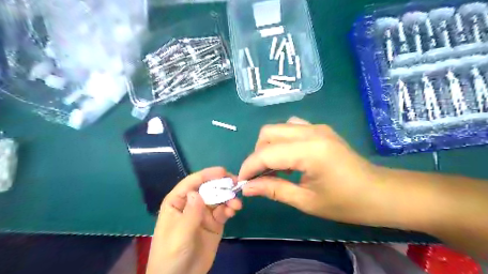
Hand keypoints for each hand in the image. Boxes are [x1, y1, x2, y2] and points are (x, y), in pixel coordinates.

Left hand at [145, 167, 242, 273]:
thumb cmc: (171, 255)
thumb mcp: (179, 235)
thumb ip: (190, 213)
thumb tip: (197, 192)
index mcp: (177, 202)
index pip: (191, 183)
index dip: (206, 175)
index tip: (222, 171)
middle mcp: (191, 204)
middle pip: (208, 188)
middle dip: (221, 185)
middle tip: (236, 184)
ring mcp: (204, 213)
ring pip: (218, 199)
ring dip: (228, 198)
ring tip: (236, 204)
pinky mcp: (214, 223)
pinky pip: (223, 211)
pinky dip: (230, 208)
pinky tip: (234, 210)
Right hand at [240, 117, 389, 226]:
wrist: (380, 193)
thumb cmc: (346, 203)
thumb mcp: (306, 201)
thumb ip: (273, 189)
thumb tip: (247, 187)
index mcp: (310, 151)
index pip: (266, 153)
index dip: (249, 167)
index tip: (242, 182)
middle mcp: (311, 132)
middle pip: (268, 133)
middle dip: (257, 154)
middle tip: (259, 176)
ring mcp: (317, 127)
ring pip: (278, 128)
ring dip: (269, 146)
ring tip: (273, 167)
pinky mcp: (320, 129)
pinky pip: (292, 127)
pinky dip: (282, 140)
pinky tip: (289, 157)